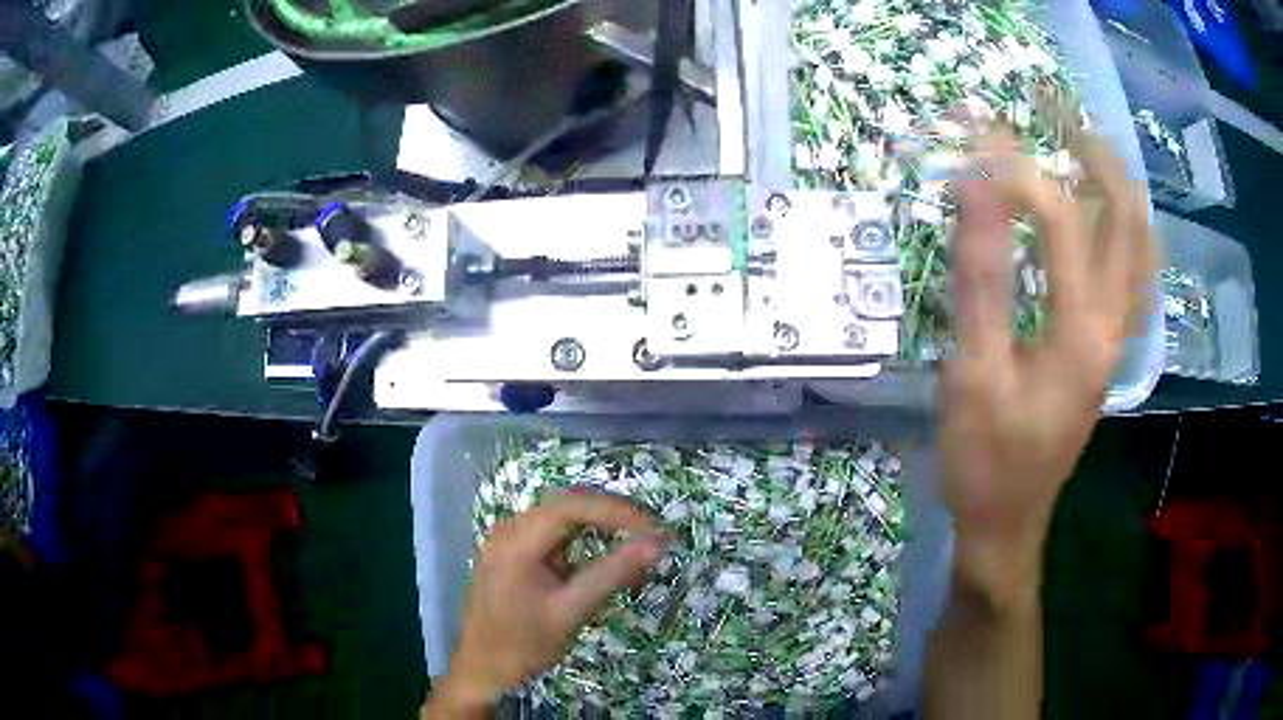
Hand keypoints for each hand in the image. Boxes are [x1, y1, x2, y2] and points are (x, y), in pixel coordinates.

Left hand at [426, 492, 666, 715]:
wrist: (481, 670)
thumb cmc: (523, 645)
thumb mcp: (571, 612)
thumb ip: (613, 574)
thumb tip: (657, 543)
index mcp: (516, 540)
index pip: (572, 506)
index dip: (617, 512)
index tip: (654, 530)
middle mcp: (508, 530)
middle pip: (566, 505)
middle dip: (611, 515)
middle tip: (650, 534)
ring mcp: (506, 540)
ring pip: (559, 517)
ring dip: (597, 525)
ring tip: (634, 540)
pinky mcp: (510, 554)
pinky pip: (550, 534)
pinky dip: (580, 539)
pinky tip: (601, 555)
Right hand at [941, 124, 1154, 608]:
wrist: (1007, 523)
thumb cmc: (986, 459)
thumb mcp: (972, 373)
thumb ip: (981, 279)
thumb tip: (975, 188)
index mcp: (1083, 329)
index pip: (1064, 217)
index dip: (1019, 167)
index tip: (974, 136)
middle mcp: (1113, 324)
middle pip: (1127, 217)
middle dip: (1096, 155)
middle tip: (1058, 114)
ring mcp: (1116, 338)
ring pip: (1140, 245)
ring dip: (1119, 186)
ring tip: (1086, 145)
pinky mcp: (1107, 350)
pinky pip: (1135, 275)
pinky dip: (1127, 230)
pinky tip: (1108, 215)